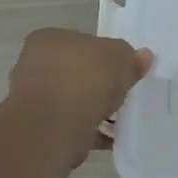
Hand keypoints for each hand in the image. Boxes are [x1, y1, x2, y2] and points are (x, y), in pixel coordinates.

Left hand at [7, 29, 153, 164]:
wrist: (55, 126)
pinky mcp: (40, 127)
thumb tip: (142, 56)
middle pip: (76, 71)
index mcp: (48, 39)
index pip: (80, 42)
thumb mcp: (120, 58)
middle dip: (97, 83)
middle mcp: (35, 65)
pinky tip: (110, 138)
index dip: (103, 55)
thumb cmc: (85, 78)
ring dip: (93, 108)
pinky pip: (72, 125)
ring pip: (72, 100)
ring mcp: (34, 98)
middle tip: (122, 93)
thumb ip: (131, 57)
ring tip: (119, 118)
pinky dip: (89, 130)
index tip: (121, 70)